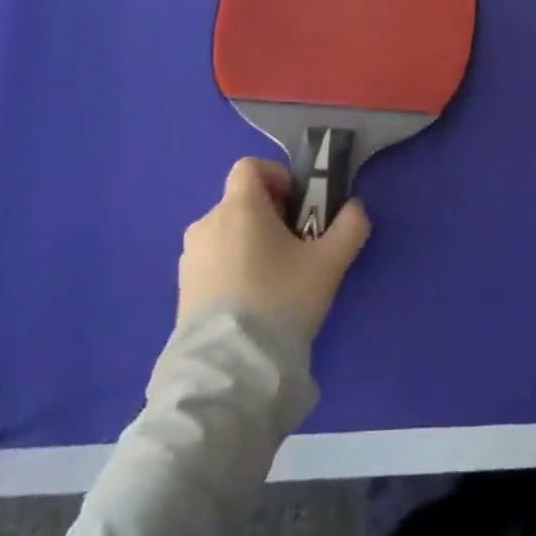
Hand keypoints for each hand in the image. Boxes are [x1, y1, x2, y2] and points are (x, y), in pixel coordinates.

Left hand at [176, 157, 371, 345]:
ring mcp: (190, 258)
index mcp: (239, 207)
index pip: (250, 166)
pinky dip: (232, 268)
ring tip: (274, 279)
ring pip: (226, 233)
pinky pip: (212, 262)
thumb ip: (350, 226)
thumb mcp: (330, 262)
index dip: (277, 177)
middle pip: (241, 202)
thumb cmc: (281, 299)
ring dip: (250, 243)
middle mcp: (207, 223)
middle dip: (269, 216)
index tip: (297, 206)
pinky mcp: (181, 290)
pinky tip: (251, 302)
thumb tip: (354, 208)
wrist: (230, 369)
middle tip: (295, 247)